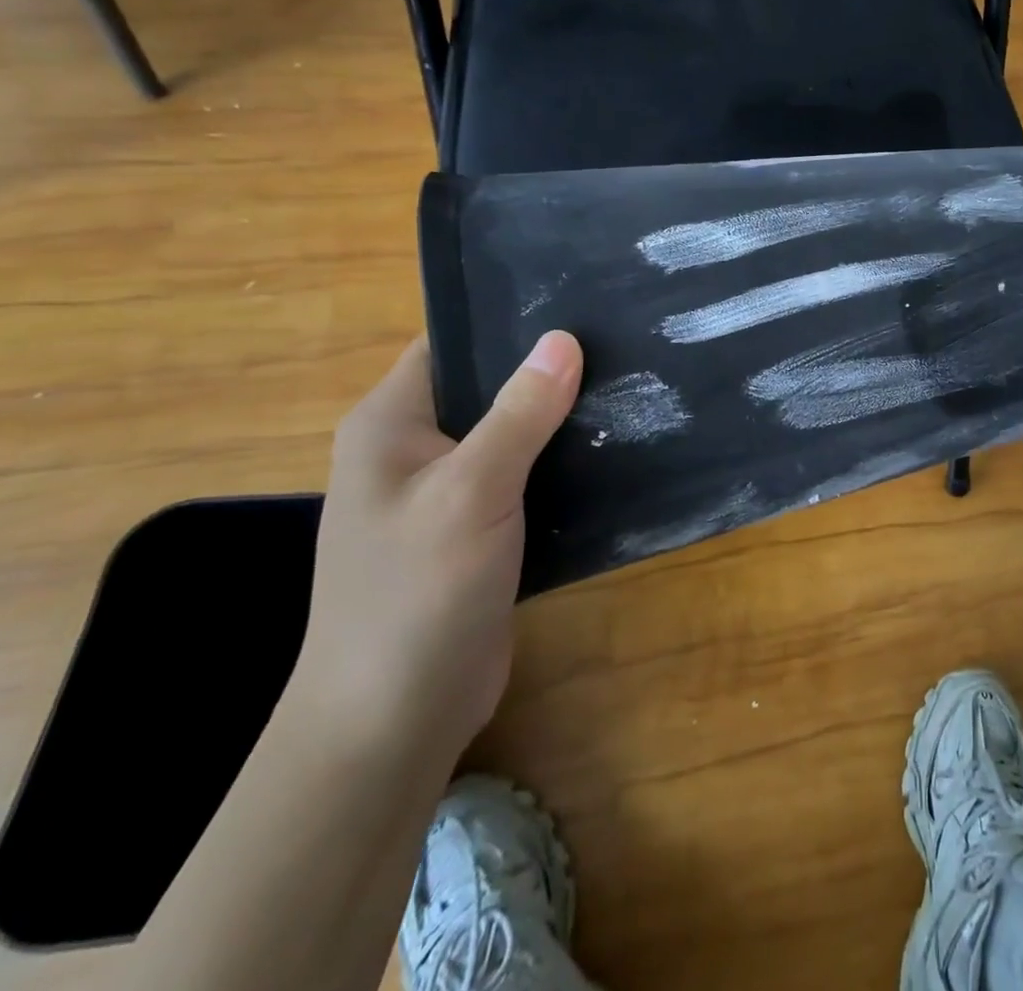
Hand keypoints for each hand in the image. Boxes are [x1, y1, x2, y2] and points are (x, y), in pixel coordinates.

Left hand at [290, 332, 582, 761]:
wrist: (394, 720)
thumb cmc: (416, 593)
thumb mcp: (471, 491)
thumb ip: (519, 414)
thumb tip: (563, 338)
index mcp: (391, 424)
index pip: (452, 344)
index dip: (509, 320)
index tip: (579, 302)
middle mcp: (414, 450)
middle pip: (489, 386)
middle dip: (549, 368)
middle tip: (621, 341)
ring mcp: (446, 493)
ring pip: (513, 433)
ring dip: (561, 417)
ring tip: (630, 384)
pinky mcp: (478, 530)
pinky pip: (526, 476)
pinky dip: (563, 462)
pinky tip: (614, 448)